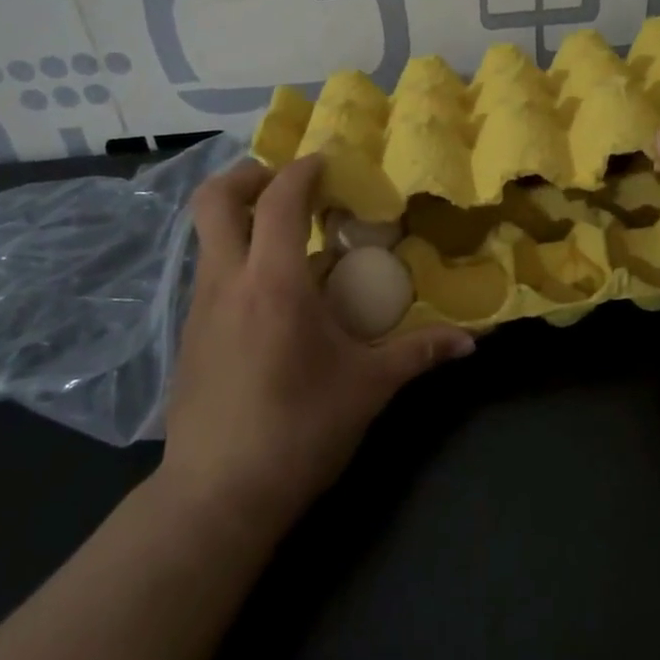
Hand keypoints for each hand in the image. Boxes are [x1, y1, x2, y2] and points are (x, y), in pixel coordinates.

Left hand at [154, 155, 474, 540]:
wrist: (217, 496)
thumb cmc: (299, 432)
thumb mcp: (368, 388)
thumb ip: (419, 354)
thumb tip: (471, 342)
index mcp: (274, 283)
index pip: (281, 199)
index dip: (304, 170)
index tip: (328, 164)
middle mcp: (227, 281)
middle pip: (214, 199)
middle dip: (250, 175)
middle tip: (289, 185)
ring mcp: (198, 307)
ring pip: (206, 235)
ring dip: (241, 218)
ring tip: (287, 239)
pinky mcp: (187, 335)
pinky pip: (208, 272)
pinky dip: (236, 258)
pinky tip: (270, 295)